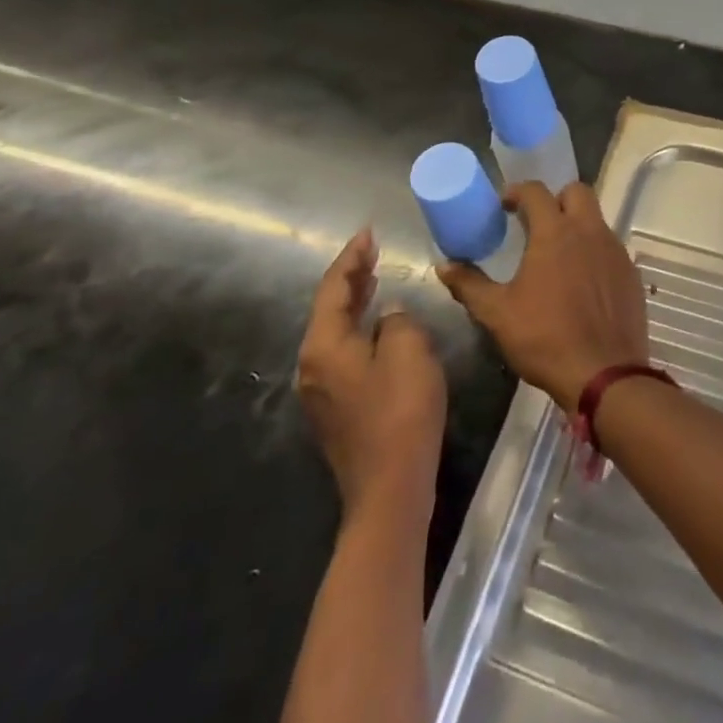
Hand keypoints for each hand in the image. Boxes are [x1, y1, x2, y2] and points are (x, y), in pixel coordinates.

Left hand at [297, 229, 446, 512]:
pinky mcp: (336, 408)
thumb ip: (397, 321)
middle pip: (329, 308)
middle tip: (372, 250)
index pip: (333, 288)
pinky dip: (358, 327)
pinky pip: (343, 351)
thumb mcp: (409, 351)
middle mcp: (312, 365)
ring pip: (335, 331)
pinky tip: (378, 324)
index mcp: (324, 346)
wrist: (390, 488)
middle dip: (351, 276)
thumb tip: (389, 317)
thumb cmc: (401, 412)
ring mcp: (321, 390)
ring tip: (374, 277)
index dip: (352, 257)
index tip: (368, 233)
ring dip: (354, 301)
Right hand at [436, 182, 648, 413]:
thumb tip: (444, 265)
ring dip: (577, 225)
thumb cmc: (545, 339)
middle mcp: (589, 231)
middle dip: (556, 198)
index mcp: (555, 232)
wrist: (604, 374)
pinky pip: (610, 248)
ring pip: (596, 219)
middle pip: (576, 192)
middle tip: (537, 222)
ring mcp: (615, 250)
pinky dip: (594, 252)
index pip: (536, 191)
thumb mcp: (498, 314)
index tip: (505, 205)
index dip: (518, 191)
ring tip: (558, 254)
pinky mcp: (630, 273)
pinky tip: (582, 281)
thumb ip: (470, 285)